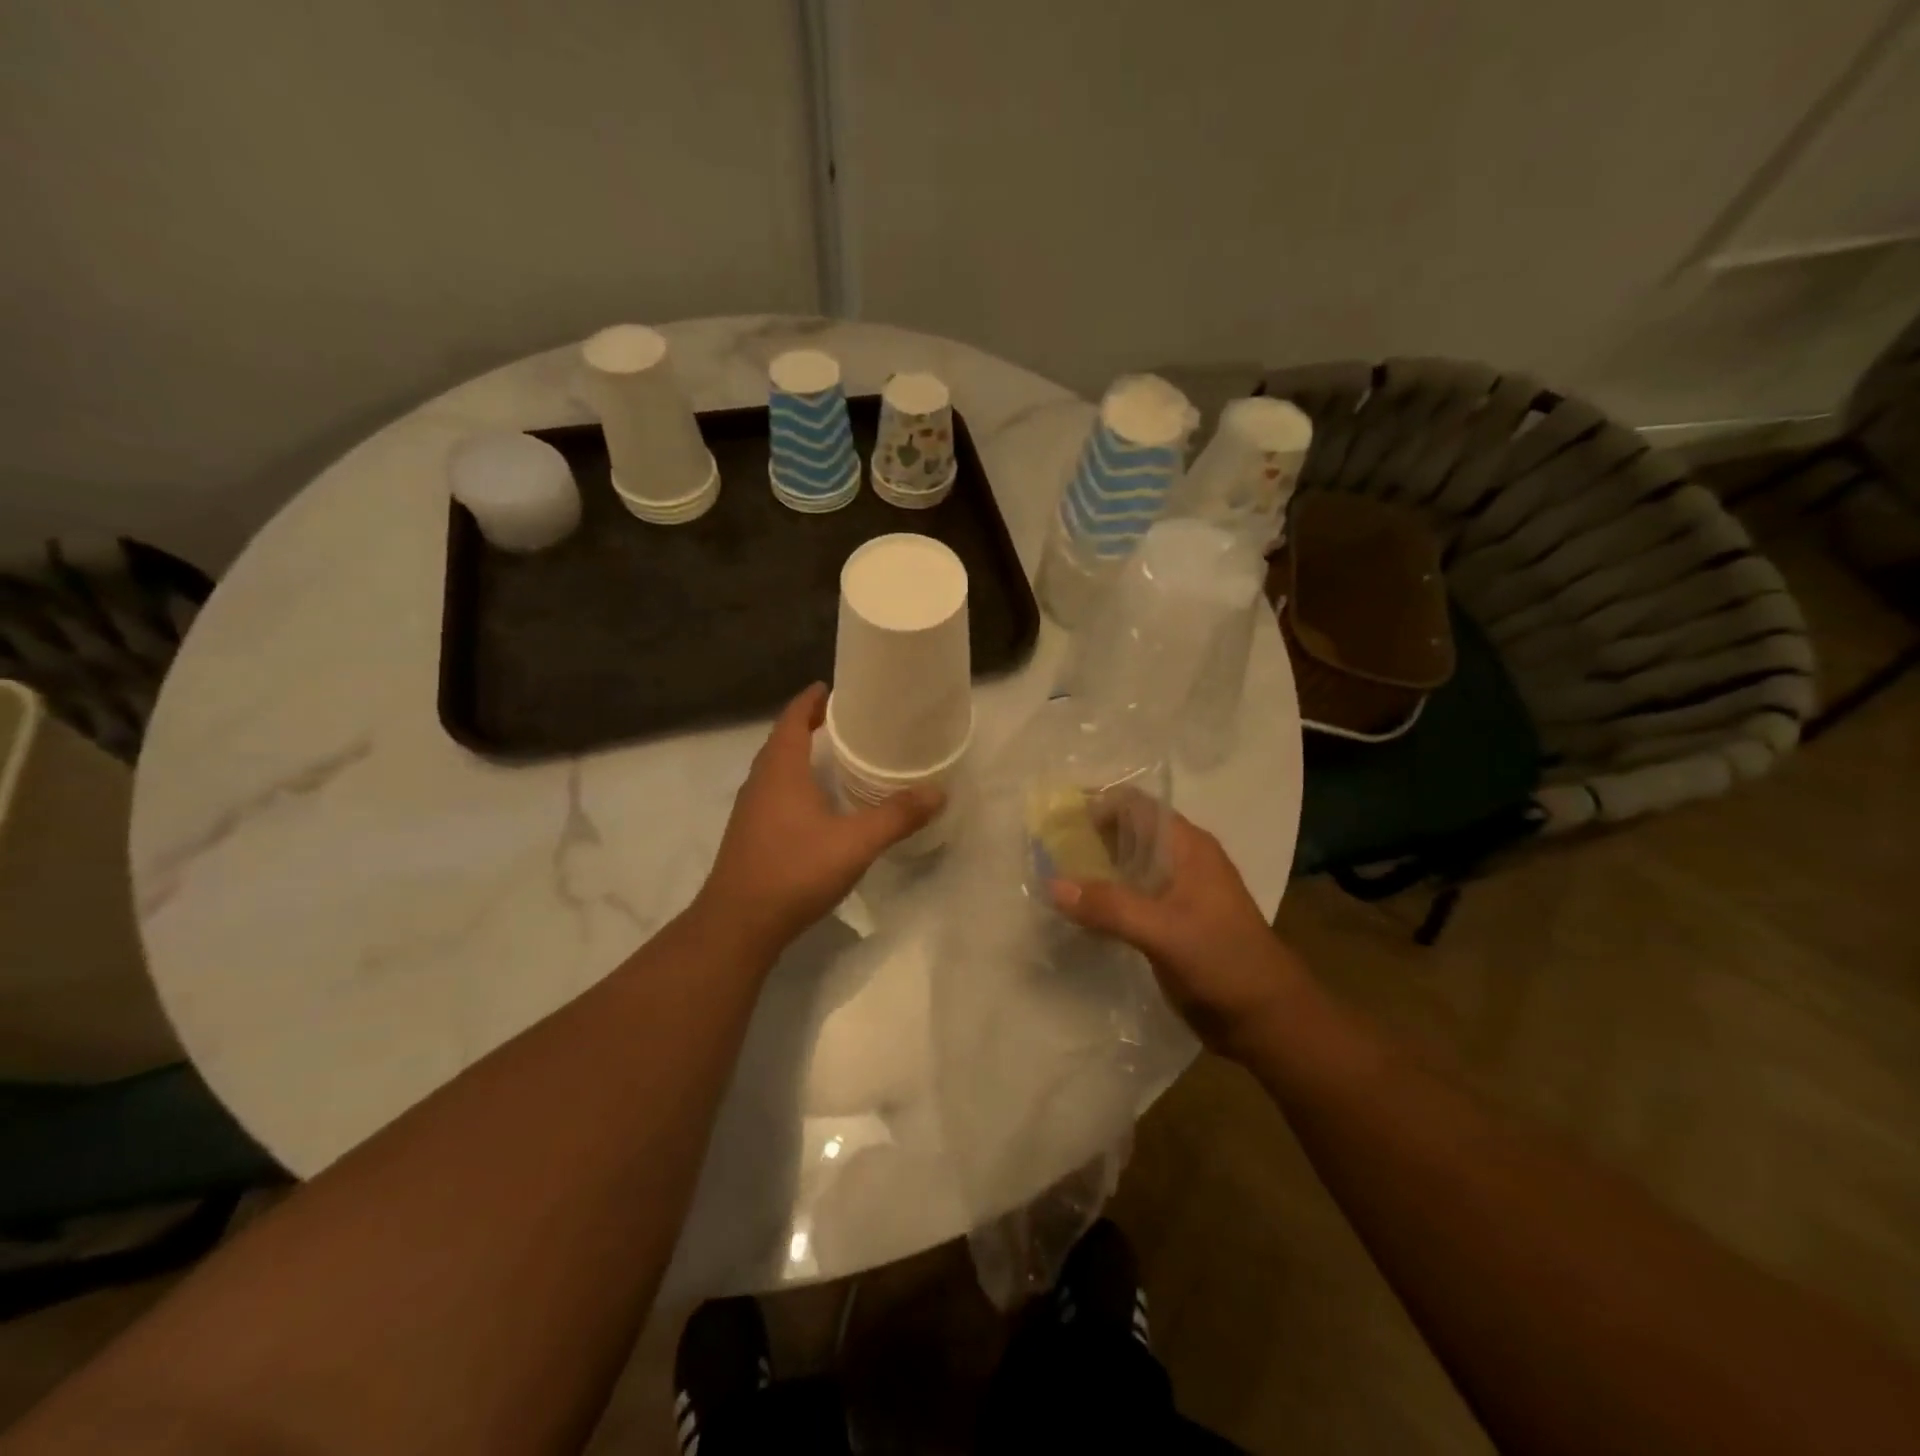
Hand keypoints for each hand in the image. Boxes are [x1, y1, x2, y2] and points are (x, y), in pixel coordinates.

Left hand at [696, 683, 942, 954]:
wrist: (739, 924)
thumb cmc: (795, 870)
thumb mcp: (856, 842)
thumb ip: (897, 816)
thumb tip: (938, 792)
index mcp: (781, 769)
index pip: (793, 719)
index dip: (811, 701)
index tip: (833, 687)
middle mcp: (761, 782)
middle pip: (783, 740)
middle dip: (810, 725)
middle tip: (846, 721)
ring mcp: (750, 810)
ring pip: (777, 769)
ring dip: (801, 755)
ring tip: (836, 757)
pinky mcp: (750, 835)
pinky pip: (775, 793)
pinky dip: (796, 784)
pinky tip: (818, 805)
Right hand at [1050, 811, 1304, 1056]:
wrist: (1267, 1021)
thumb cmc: (1224, 962)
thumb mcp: (1164, 931)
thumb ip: (1109, 906)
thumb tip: (1051, 884)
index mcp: (1188, 846)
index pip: (1136, 805)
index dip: (1096, 803)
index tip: (1054, 816)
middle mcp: (1181, 860)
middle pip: (1127, 833)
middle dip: (1087, 836)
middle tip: (1041, 846)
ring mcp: (1176, 893)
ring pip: (1126, 867)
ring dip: (1092, 868)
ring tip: (1046, 873)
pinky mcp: (1170, 923)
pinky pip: (1128, 898)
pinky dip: (1102, 897)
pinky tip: (1074, 910)